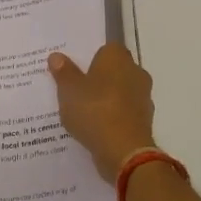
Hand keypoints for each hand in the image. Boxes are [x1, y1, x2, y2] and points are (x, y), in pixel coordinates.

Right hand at [49, 43, 154, 182]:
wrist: (125, 152)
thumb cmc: (95, 111)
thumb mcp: (69, 90)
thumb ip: (63, 72)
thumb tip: (56, 56)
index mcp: (117, 57)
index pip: (105, 48)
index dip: (89, 58)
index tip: (74, 70)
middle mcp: (135, 71)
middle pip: (113, 70)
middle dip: (97, 78)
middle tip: (74, 90)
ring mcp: (143, 97)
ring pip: (119, 92)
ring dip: (106, 99)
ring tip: (82, 112)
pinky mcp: (144, 120)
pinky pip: (124, 112)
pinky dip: (113, 117)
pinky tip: (96, 128)